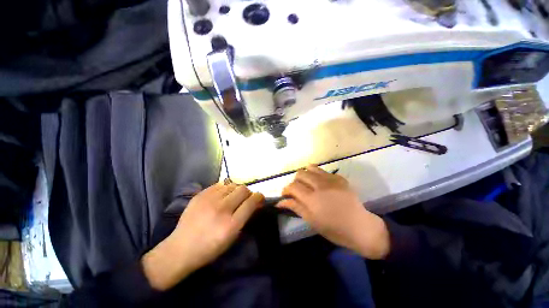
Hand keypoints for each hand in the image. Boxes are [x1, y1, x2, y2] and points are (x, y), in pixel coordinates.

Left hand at [142, 183, 263, 290]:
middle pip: (243, 189)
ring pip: (232, 184)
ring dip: (237, 190)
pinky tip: (222, 196)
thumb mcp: (232, 237)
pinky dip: (225, 189)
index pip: (251, 202)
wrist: (180, 249)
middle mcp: (221, 209)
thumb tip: (255, 203)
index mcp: (231, 224)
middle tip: (246, 198)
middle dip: (248, 193)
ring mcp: (209, 200)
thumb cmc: (210, 248)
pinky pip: (220, 184)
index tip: (260, 198)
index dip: (259, 197)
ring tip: (233, 197)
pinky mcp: (200, 195)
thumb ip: (245, 217)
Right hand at [277, 165, 389, 259]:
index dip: (286, 189)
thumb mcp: (312, 221)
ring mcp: (331, 180)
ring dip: (305, 174)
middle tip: (298, 190)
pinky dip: (317, 175)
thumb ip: (295, 207)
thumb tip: (280, 202)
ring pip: (311, 168)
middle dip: (295, 181)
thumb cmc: (334, 229)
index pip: (293, 186)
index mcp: (312, 199)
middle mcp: (320, 185)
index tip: (286, 194)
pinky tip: (321, 184)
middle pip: (300, 173)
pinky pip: (323, 171)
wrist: (360, 227)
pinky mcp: (340, 178)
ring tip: (308, 184)